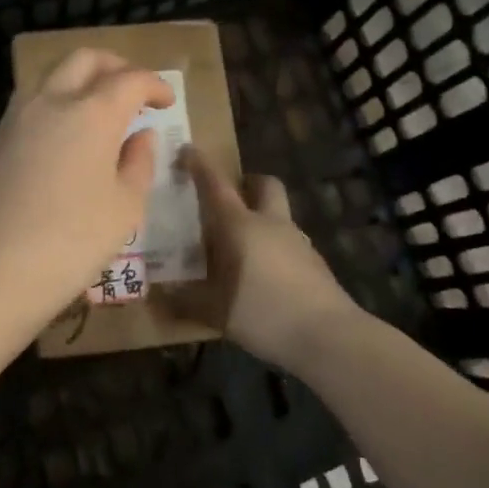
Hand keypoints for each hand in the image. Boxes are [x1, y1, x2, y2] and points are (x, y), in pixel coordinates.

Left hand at [0, 48, 173, 334]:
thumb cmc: (74, 242)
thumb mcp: (125, 207)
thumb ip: (139, 162)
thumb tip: (140, 136)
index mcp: (92, 113)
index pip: (130, 79)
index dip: (154, 85)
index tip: (166, 100)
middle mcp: (50, 103)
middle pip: (83, 59)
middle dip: (114, 66)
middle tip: (132, 90)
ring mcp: (13, 120)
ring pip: (48, 79)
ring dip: (77, 83)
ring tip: (95, 113)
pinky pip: (26, 110)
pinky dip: (50, 111)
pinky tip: (58, 144)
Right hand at [177, 148, 357, 370]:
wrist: (329, 336)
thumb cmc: (264, 313)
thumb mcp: (215, 312)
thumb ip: (185, 302)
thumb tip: (158, 297)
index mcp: (240, 226)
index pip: (216, 185)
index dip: (199, 165)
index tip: (186, 151)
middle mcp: (271, 223)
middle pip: (264, 184)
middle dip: (247, 183)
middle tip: (227, 199)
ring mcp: (298, 241)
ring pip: (278, 214)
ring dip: (261, 217)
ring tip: (240, 246)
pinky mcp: (314, 263)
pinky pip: (288, 242)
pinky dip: (273, 246)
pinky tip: (263, 275)